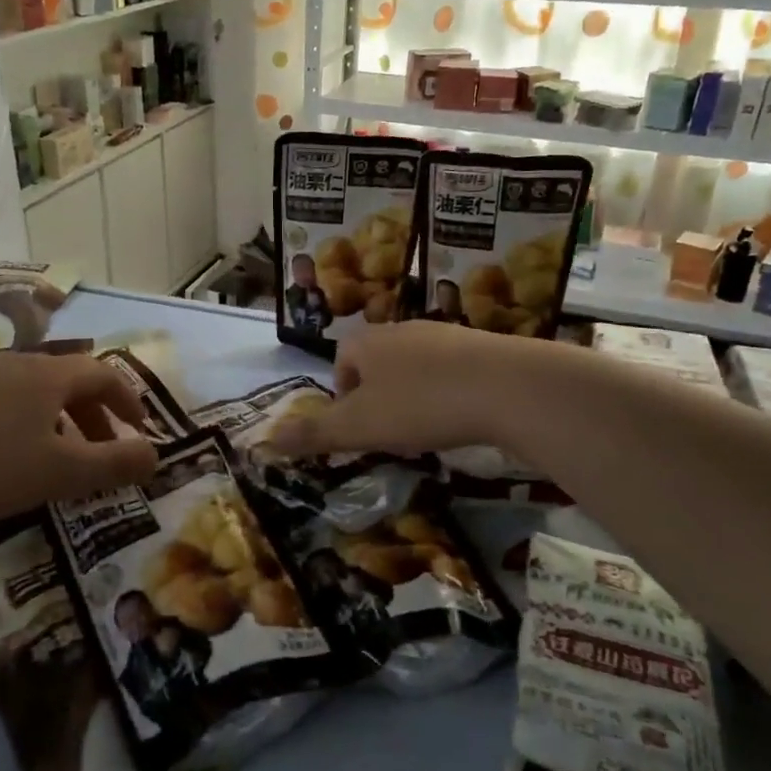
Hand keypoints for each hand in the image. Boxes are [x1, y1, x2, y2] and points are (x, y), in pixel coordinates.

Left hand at [0, 353, 158, 536]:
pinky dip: (22, 424)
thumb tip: (156, 455)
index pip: (103, 374)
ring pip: (33, 392)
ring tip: (56, 460)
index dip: (130, 400)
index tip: (142, 429)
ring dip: (58, 421)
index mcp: (46, 375)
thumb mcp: (61, 474)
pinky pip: (0, 402)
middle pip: (68, 380)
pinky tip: (4, 459)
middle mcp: (13, 364)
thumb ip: (115, 464)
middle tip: (103, 452)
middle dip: (95, 415)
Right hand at [270, 323, 539, 457]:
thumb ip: (313, 433)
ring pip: (414, 365)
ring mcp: (443, 334)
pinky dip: (447, 391)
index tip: (358, 426)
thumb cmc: (420, 405)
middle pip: (377, 360)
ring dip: (412, 393)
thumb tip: (264, 440)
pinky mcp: (480, 345)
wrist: (506, 386)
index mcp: (367, 342)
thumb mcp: (358, 427)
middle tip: (390, 431)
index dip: (343, 394)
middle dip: (378, 395)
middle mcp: (402, 330)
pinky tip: (461, 416)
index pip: (342, 360)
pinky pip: (451, 369)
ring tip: (426, 427)